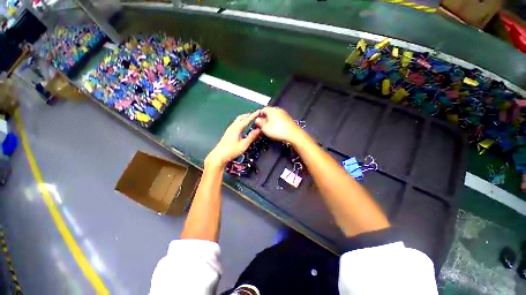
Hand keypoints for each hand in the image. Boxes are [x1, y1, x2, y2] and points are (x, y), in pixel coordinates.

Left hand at [205, 110, 261, 167]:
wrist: (219, 155)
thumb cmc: (232, 150)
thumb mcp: (244, 144)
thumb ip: (251, 137)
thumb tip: (258, 130)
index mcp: (237, 128)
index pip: (247, 119)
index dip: (253, 115)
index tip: (259, 111)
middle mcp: (232, 127)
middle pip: (241, 117)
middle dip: (248, 115)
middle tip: (254, 115)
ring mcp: (229, 129)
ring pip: (237, 120)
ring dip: (244, 118)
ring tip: (249, 119)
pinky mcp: (228, 133)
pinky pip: (235, 123)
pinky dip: (240, 122)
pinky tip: (242, 126)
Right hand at [255, 107, 303, 143]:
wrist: (293, 134)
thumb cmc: (277, 130)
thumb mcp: (265, 128)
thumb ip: (260, 123)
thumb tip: (257, 120)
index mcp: (271, 110)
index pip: (262, 110)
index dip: (258, 115)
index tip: (256, 121)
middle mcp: (278, 109)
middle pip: (268, 112)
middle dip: (264, 118)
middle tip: (262, 125)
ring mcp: (284, 113)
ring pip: (274, 115)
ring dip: (270, 120)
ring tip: (268, 127)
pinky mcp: (288, 118)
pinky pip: (279, 118)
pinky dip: (276, 121)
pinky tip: (276, 128)